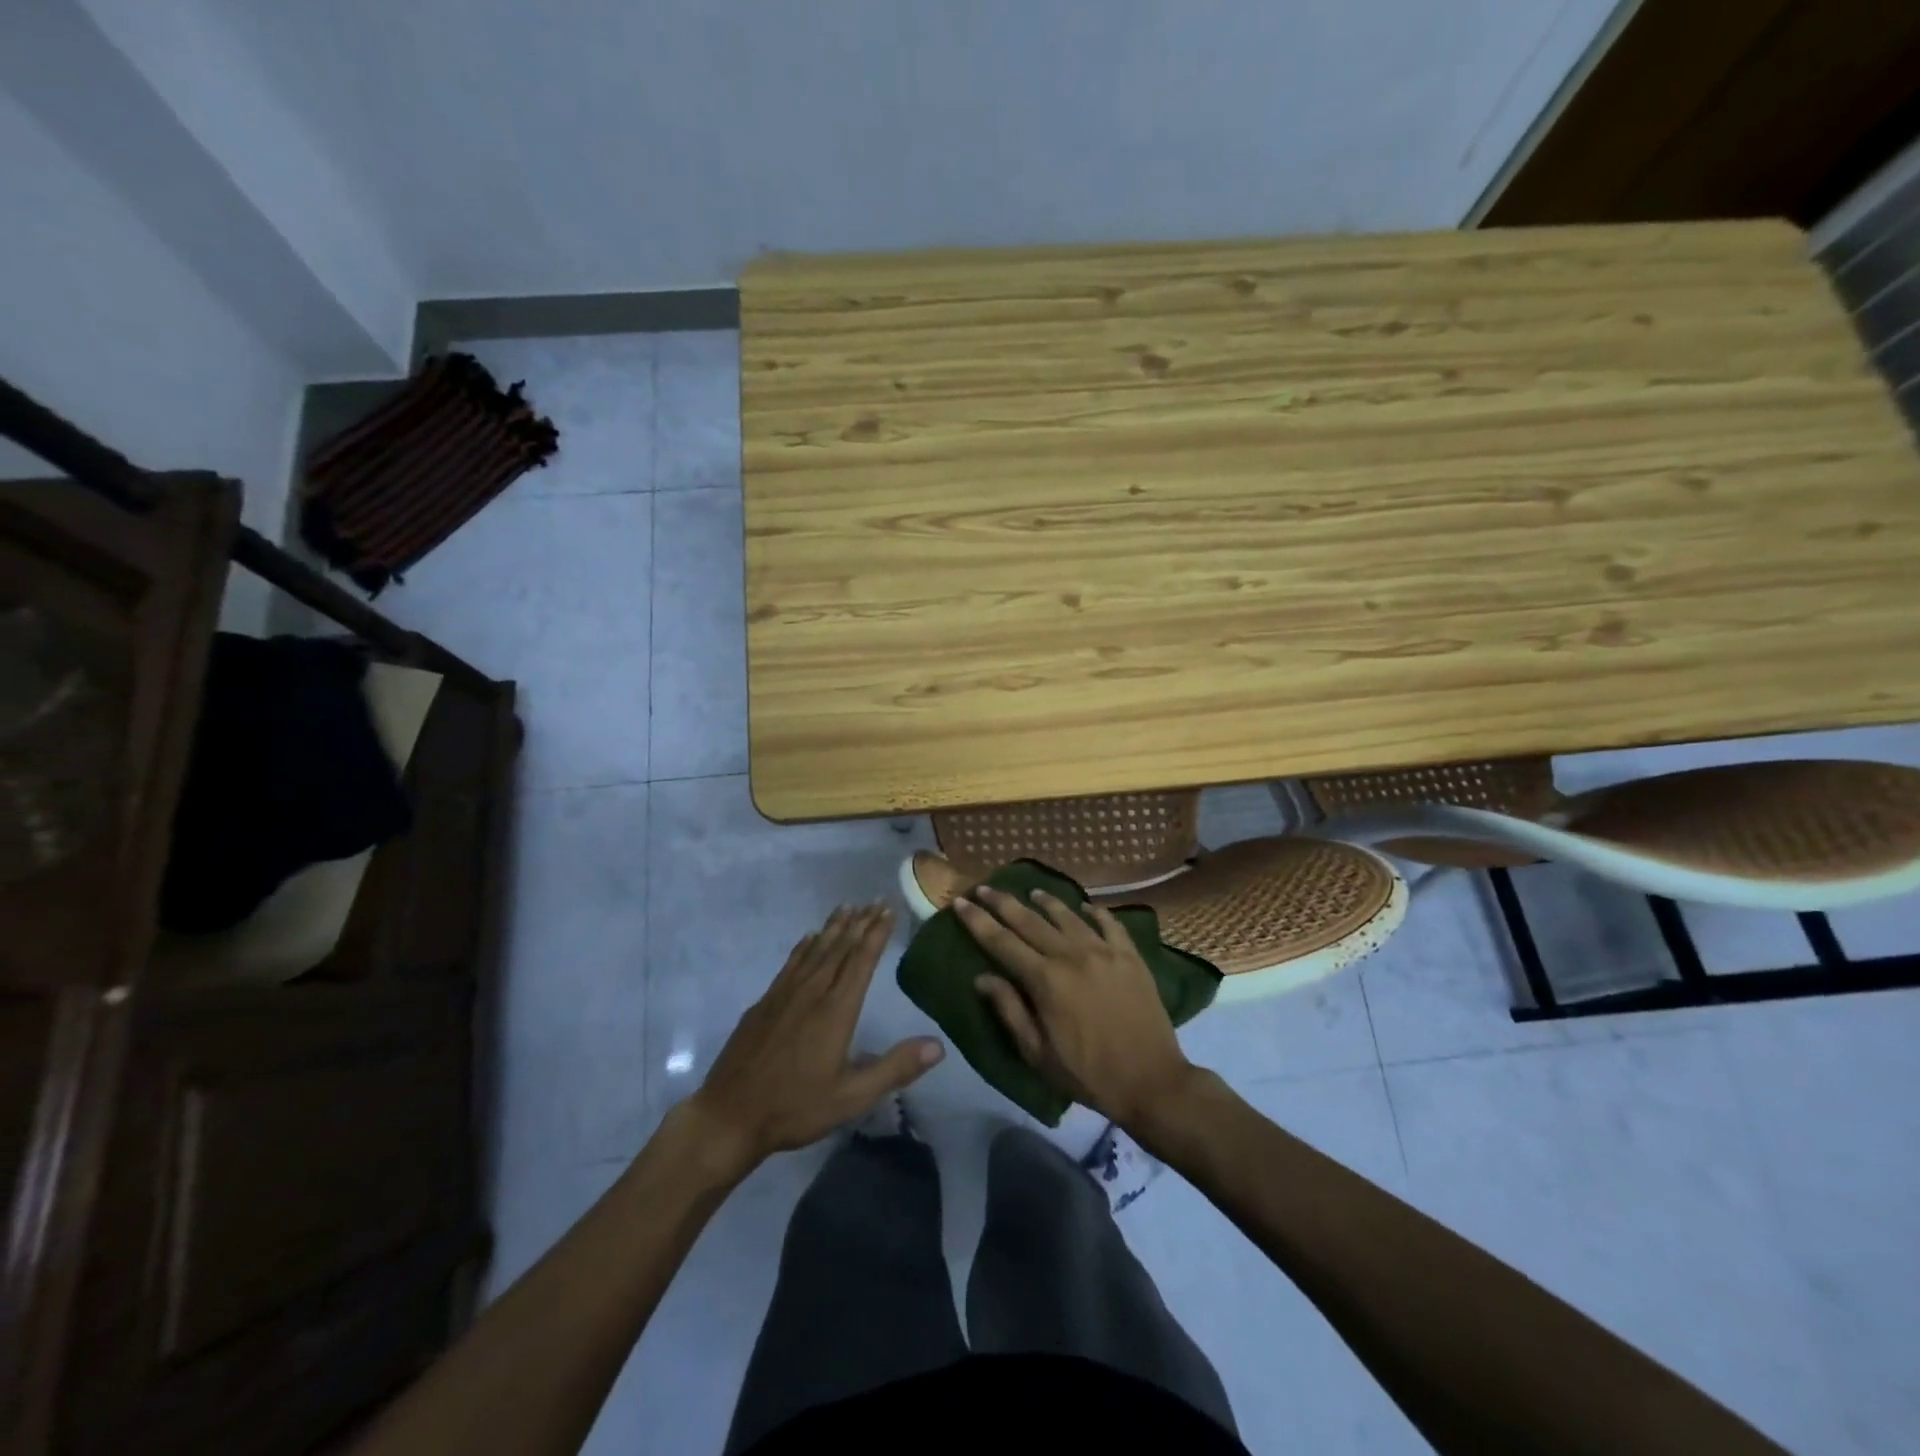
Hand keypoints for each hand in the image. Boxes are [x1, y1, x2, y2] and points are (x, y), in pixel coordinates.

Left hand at [686, 905, 943, 1176]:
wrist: (729, 1116)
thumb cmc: (795, 1107)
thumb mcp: (852, 1097)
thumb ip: (895, 1068)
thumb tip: (938, 1045)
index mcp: (836, 1011)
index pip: (861, 962)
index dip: (876, 934)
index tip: (887, 910)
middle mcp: (812, 993)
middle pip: (839, 949)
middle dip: (859, 923)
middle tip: (874, 900)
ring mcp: (784, 995)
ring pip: (814, 951)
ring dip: (833, 928)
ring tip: (847, 907)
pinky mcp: (764, 1003)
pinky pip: (790, 964)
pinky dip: (804, 947)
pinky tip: (808, 938)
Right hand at [955, 886, 1198, 1128]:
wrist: (1151, 1081)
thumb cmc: (1087, 1074)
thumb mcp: (1037, 1053)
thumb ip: (1009, 1010)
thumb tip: (982, 978)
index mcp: (1045, 980)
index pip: (1002, 942)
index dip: (978, 921)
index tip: (960, 903)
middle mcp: (1072, 955)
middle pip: (1029, 921)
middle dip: (1002, 903)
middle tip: (984, 888)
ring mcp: (1104, 951)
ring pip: (1068, 916)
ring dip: (1046, 902)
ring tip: (1031, 892)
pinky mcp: (1130, 956)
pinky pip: (1109, 924)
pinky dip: (1095, 912)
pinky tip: (1086, 907)